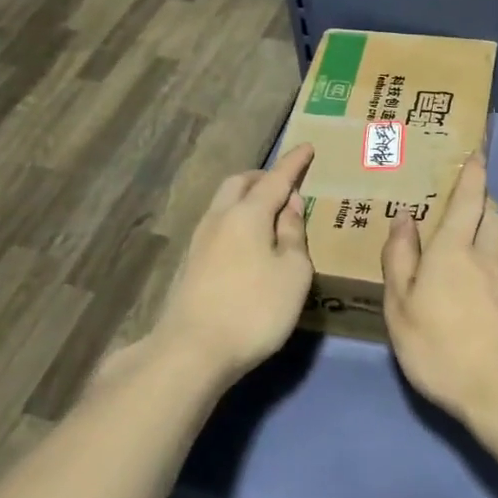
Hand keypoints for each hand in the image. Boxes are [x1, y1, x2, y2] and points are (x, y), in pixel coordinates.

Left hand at [156, 144, 314, 380]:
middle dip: (264, 177)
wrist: (192, 351)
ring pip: (224, 203)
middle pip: (239, 183)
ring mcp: (199, 241)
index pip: (276, 179)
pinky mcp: (190, 264)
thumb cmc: (254, 309)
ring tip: (271, 213)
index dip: (294, 163)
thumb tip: (289, 208)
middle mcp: (219, 218)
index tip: (307, 147)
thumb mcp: (293, 273)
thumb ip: (295, 235)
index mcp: (248, 214)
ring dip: (247, 199)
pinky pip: (218, 225)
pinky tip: (249, 243)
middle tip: (286, 185)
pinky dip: (237, 220)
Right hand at [383, 156, 497, 426]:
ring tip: (475, 232)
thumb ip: (400, 260)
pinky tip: (490, 273)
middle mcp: (485, 255)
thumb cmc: (439, 349)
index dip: (473, 175)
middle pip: (490, 213)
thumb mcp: (401, 308)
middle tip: (466, 195)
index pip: (467, 200)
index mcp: (452, 250)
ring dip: (491, 225)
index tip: (477, 154)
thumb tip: (404, 219)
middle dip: (481, 198)